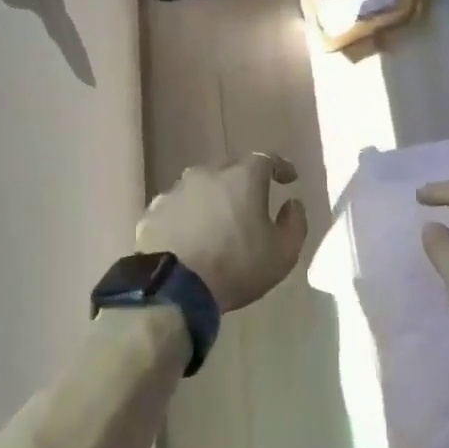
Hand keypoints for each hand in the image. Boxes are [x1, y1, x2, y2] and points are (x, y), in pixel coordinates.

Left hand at [139, 154, 307, 312]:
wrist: (173, 288)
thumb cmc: (236, 267)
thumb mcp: (283, 253)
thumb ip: (295, 223)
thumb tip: (292, 204)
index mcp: (242, 178)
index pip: (266, 159)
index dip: (280, 167)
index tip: (288, 179)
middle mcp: (206, 175)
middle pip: (230, 169)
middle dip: (244, 181)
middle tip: (252, 202)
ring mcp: (175, 191)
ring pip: (200, 187)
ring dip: (212, 199)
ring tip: (217, 222)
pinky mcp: (153, 212)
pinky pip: (177, 207)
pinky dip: (187, 216)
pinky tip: (189, 236)